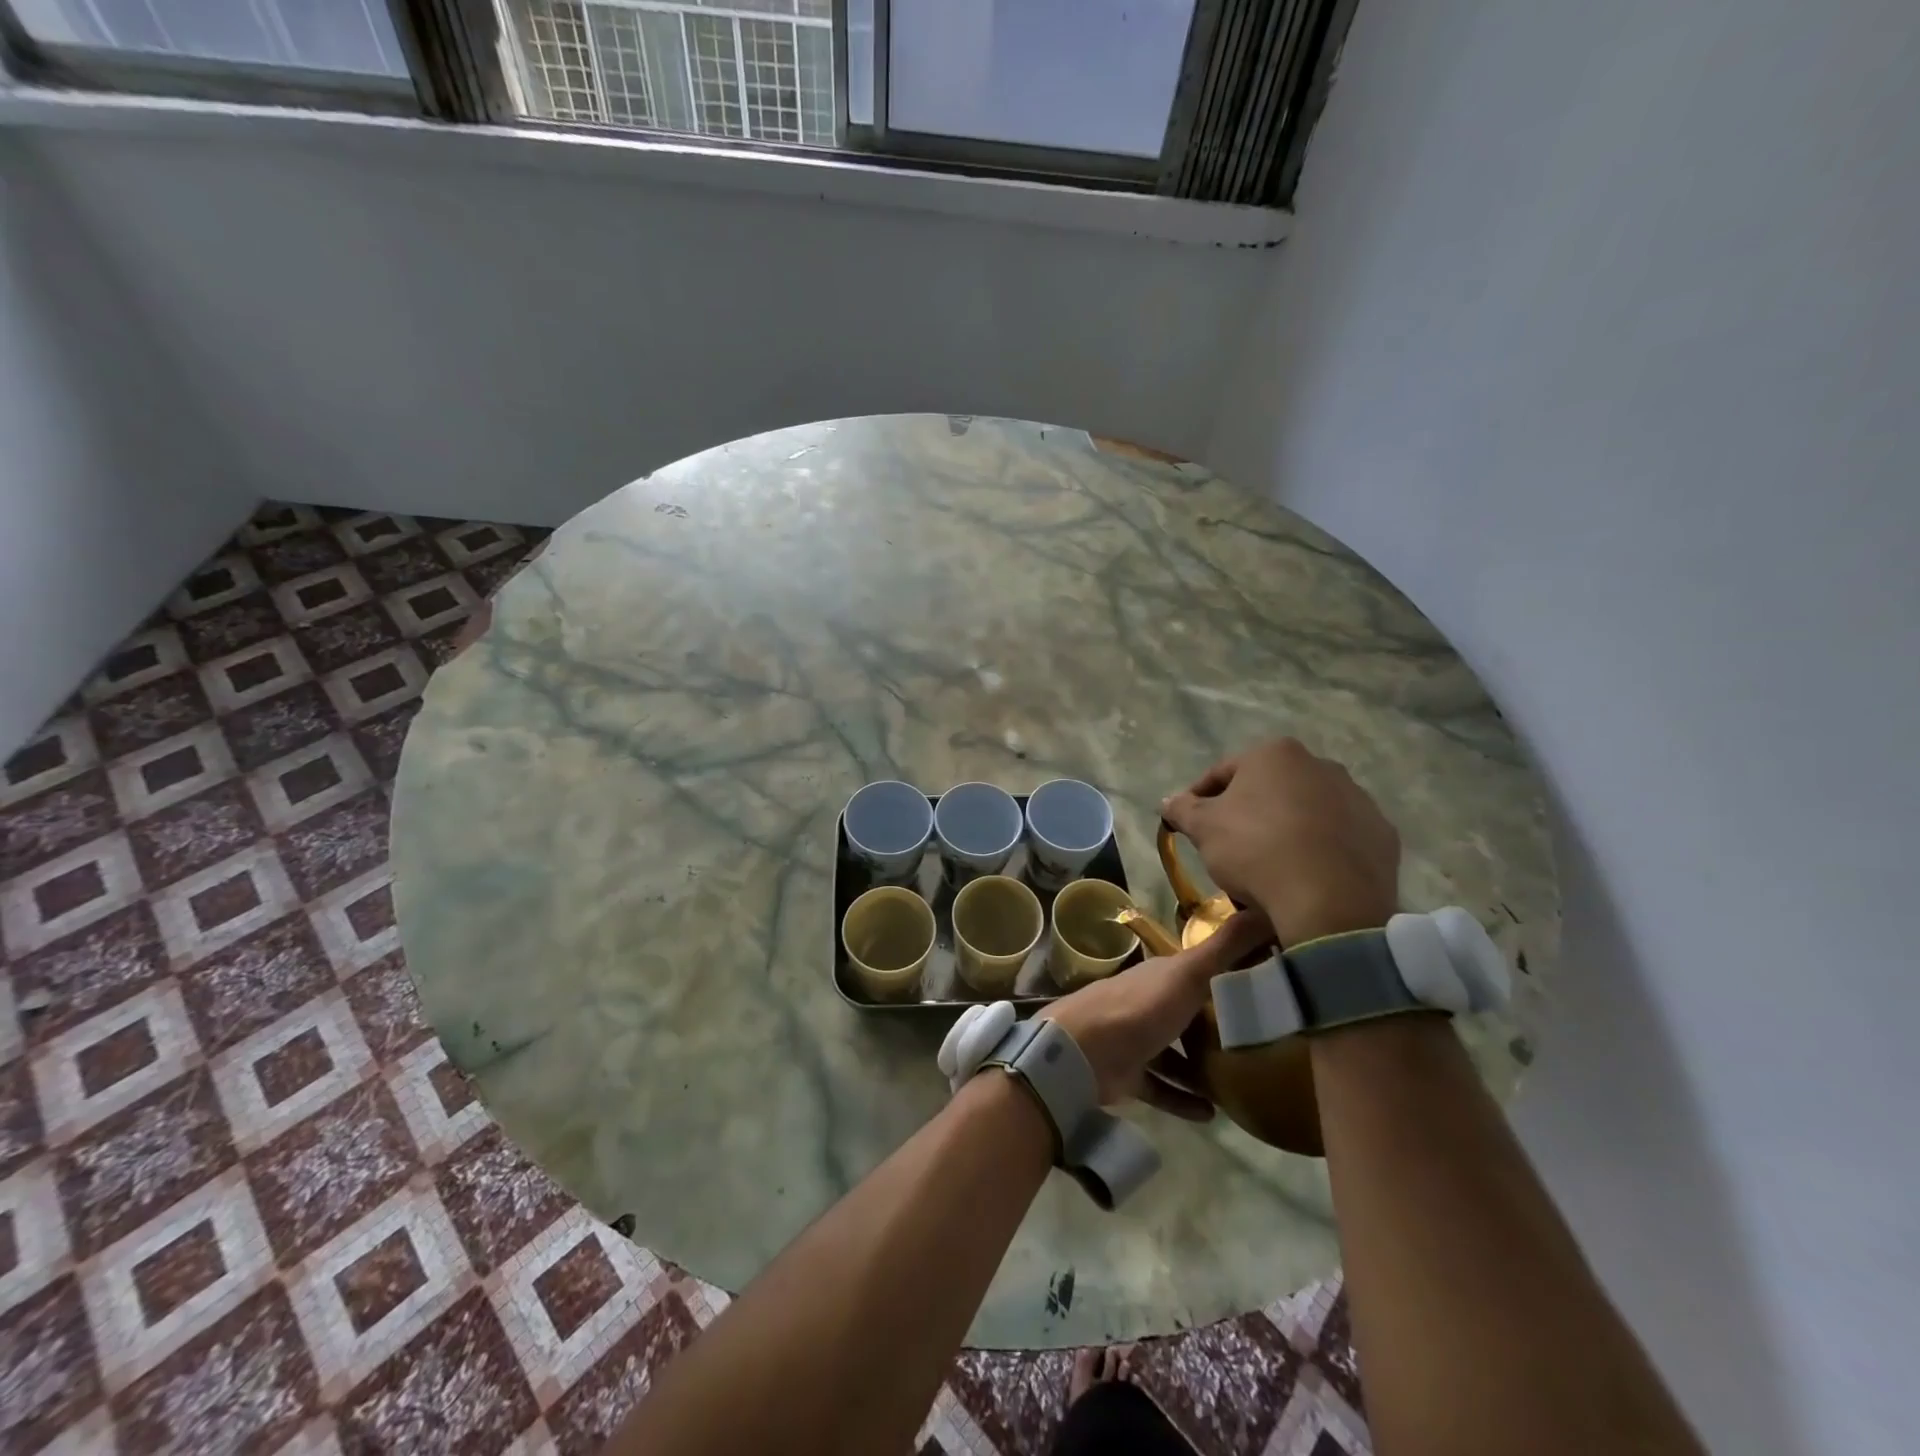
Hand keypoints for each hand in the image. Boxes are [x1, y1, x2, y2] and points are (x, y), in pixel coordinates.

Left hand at [1039, 911, 1271, 1118]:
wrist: (1082, 1052)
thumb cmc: (1140, 1008)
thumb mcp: (1189, 974)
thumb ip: (1224, 947)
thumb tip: (1264, 909)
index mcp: (1160, 976)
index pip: (1197, 970)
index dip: (1226, 973)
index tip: (1262, 985)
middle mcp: (1147, 1004)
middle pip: (1186, 1013)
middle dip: (1214, 1026)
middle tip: (1259, 1043)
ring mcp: (1135, 1041)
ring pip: (1173, 1054)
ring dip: (1201, 1069)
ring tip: (1239, 1084)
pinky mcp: (1127, 1075)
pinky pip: (1161, 1089)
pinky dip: (1183, 1100)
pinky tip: (1212, 1116)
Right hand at [1162, 738, 1400, 945]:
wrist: (1330, 901)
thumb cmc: (1256, 850)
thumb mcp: (1204, 829)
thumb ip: (1183, 809)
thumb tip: (1169, 801)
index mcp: (1274, 754)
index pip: (1223, 772)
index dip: (1200, 797)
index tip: (1189, 823)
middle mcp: (1320, 765)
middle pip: (1269, 788)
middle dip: (1248, 811)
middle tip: (1229, 844)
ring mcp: (1357, 798)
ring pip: (1308, 810)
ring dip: (1287, 828)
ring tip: (1270, 864)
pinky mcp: (1382, 833)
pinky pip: (1340, 837)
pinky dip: (1321, 849)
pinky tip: (1306, 874)